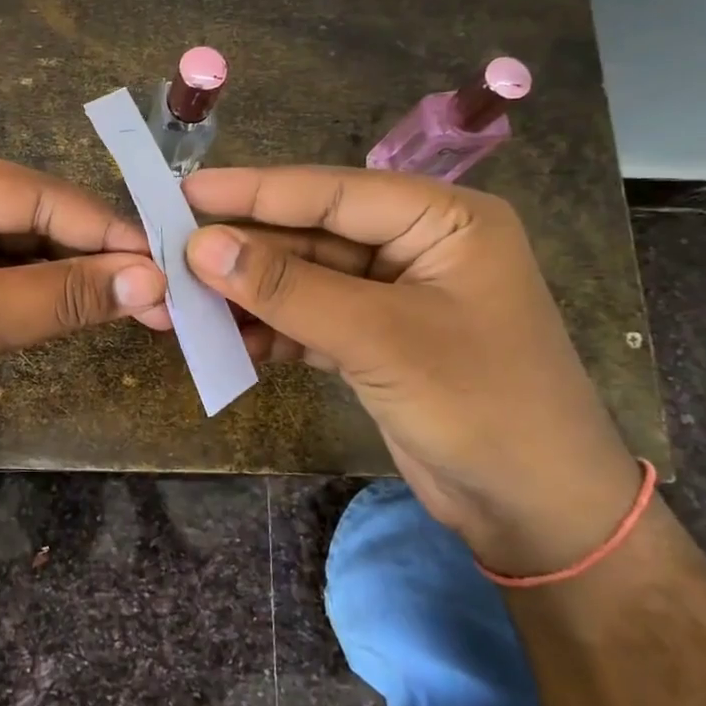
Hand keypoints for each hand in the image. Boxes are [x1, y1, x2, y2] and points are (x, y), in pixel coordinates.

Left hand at [0, 139, 166, 441]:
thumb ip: (61, 297)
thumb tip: (153, 282)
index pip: (40, 196)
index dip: (107, 232)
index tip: (169, 263)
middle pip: (33, 216)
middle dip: (92, 258)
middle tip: (160, 294)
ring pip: (19, 244)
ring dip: (68, 277)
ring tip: (134, 304)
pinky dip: (34, 291)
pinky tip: (76, 308)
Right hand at [182, 166, 640, 574]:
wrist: (536, 513)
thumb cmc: (481, 405)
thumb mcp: (380, 339)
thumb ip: (289, 289)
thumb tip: (201, 246)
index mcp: (442, 220)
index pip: (332, 192)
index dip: (254, 191)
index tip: (184, 191)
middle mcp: (416, 247)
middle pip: (311, 235)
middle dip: (244, 250)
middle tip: (168, 250)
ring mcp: (393, 297)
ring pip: (304, 280)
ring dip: (249, 293)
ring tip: (182, 298)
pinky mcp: (375, 342)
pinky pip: (310, 320)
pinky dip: (271, 330)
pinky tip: (225, 338)